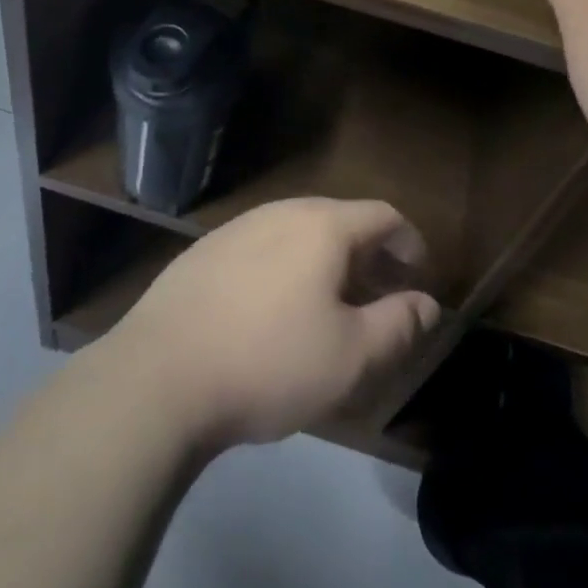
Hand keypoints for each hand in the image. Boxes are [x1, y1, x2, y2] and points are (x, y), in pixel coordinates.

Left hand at [99, 198, 441, 451]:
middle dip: (369, 255)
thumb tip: (427, 304)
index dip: (409, 242)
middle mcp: (280, 212)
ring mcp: (237, 228)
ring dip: (326, 261)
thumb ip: (398, 325)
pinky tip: (275, 310)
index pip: (382, 215)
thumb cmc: (270, 362)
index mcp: (321, 226)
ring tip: (332, 305)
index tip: (419, 276)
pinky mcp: (204, 251)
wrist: (160, 374)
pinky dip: (287, 267)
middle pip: (339, 220)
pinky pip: (263, 247)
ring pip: (298, 233)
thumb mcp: (351, 357)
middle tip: (381, 295)